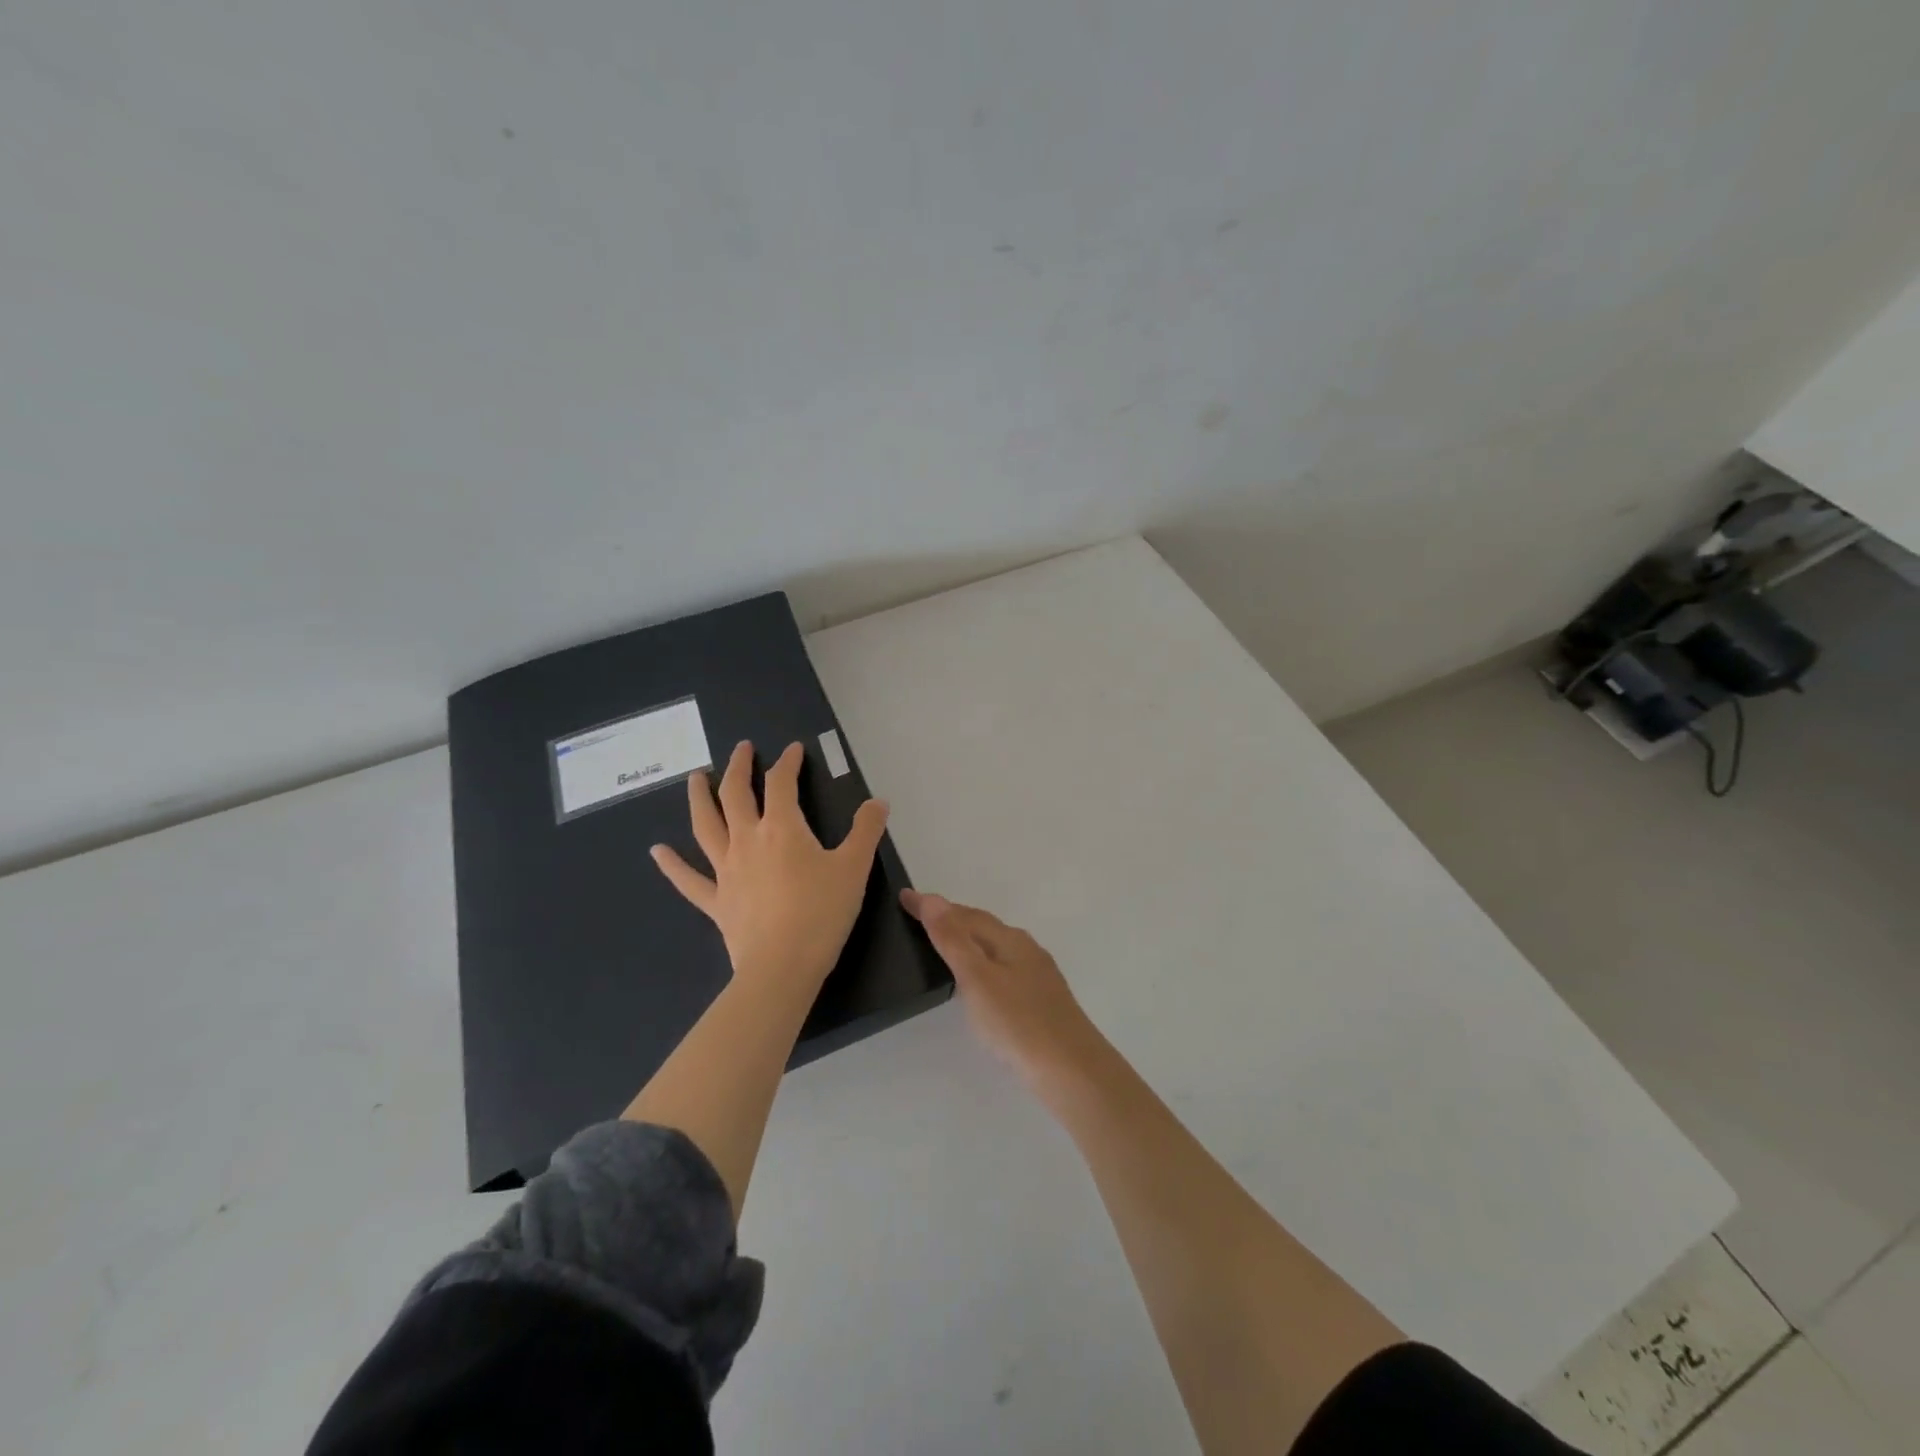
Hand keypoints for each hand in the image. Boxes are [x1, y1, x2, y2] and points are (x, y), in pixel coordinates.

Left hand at [652, 741, 888, 992]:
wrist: (782, 966)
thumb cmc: (822, 913)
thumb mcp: (854, 868)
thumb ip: (866, 831)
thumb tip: (877, 801)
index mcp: (782, 829)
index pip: (781, 783)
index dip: (788, 763)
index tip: (794, 750)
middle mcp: (747, 840)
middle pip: (736, 794)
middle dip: (739, 767)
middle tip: (741, 748)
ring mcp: (726, 870)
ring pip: (706, 826)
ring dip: (699, 798)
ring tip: (695, 778)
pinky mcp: (716, 900)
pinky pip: (689, 879)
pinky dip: (672, 864)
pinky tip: (657, 851)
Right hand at [901, 890, 1101, 1082]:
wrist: (1072, 1071)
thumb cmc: (1018, 1023)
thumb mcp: (977, 980)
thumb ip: (954, 940)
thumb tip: (933, 899)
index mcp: (1009, 939)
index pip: (964, 914)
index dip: (933, 907)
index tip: (904, 897)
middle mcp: (1026, 949)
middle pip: (983, 926)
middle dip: (952, 918)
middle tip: (921, 918)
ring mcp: (1038, 976)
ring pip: (995, 948)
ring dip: (968, 941)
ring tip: (944, 947)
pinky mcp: (1042, 1001)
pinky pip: (1004, 969)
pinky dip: (982, 964)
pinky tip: (979, 985)